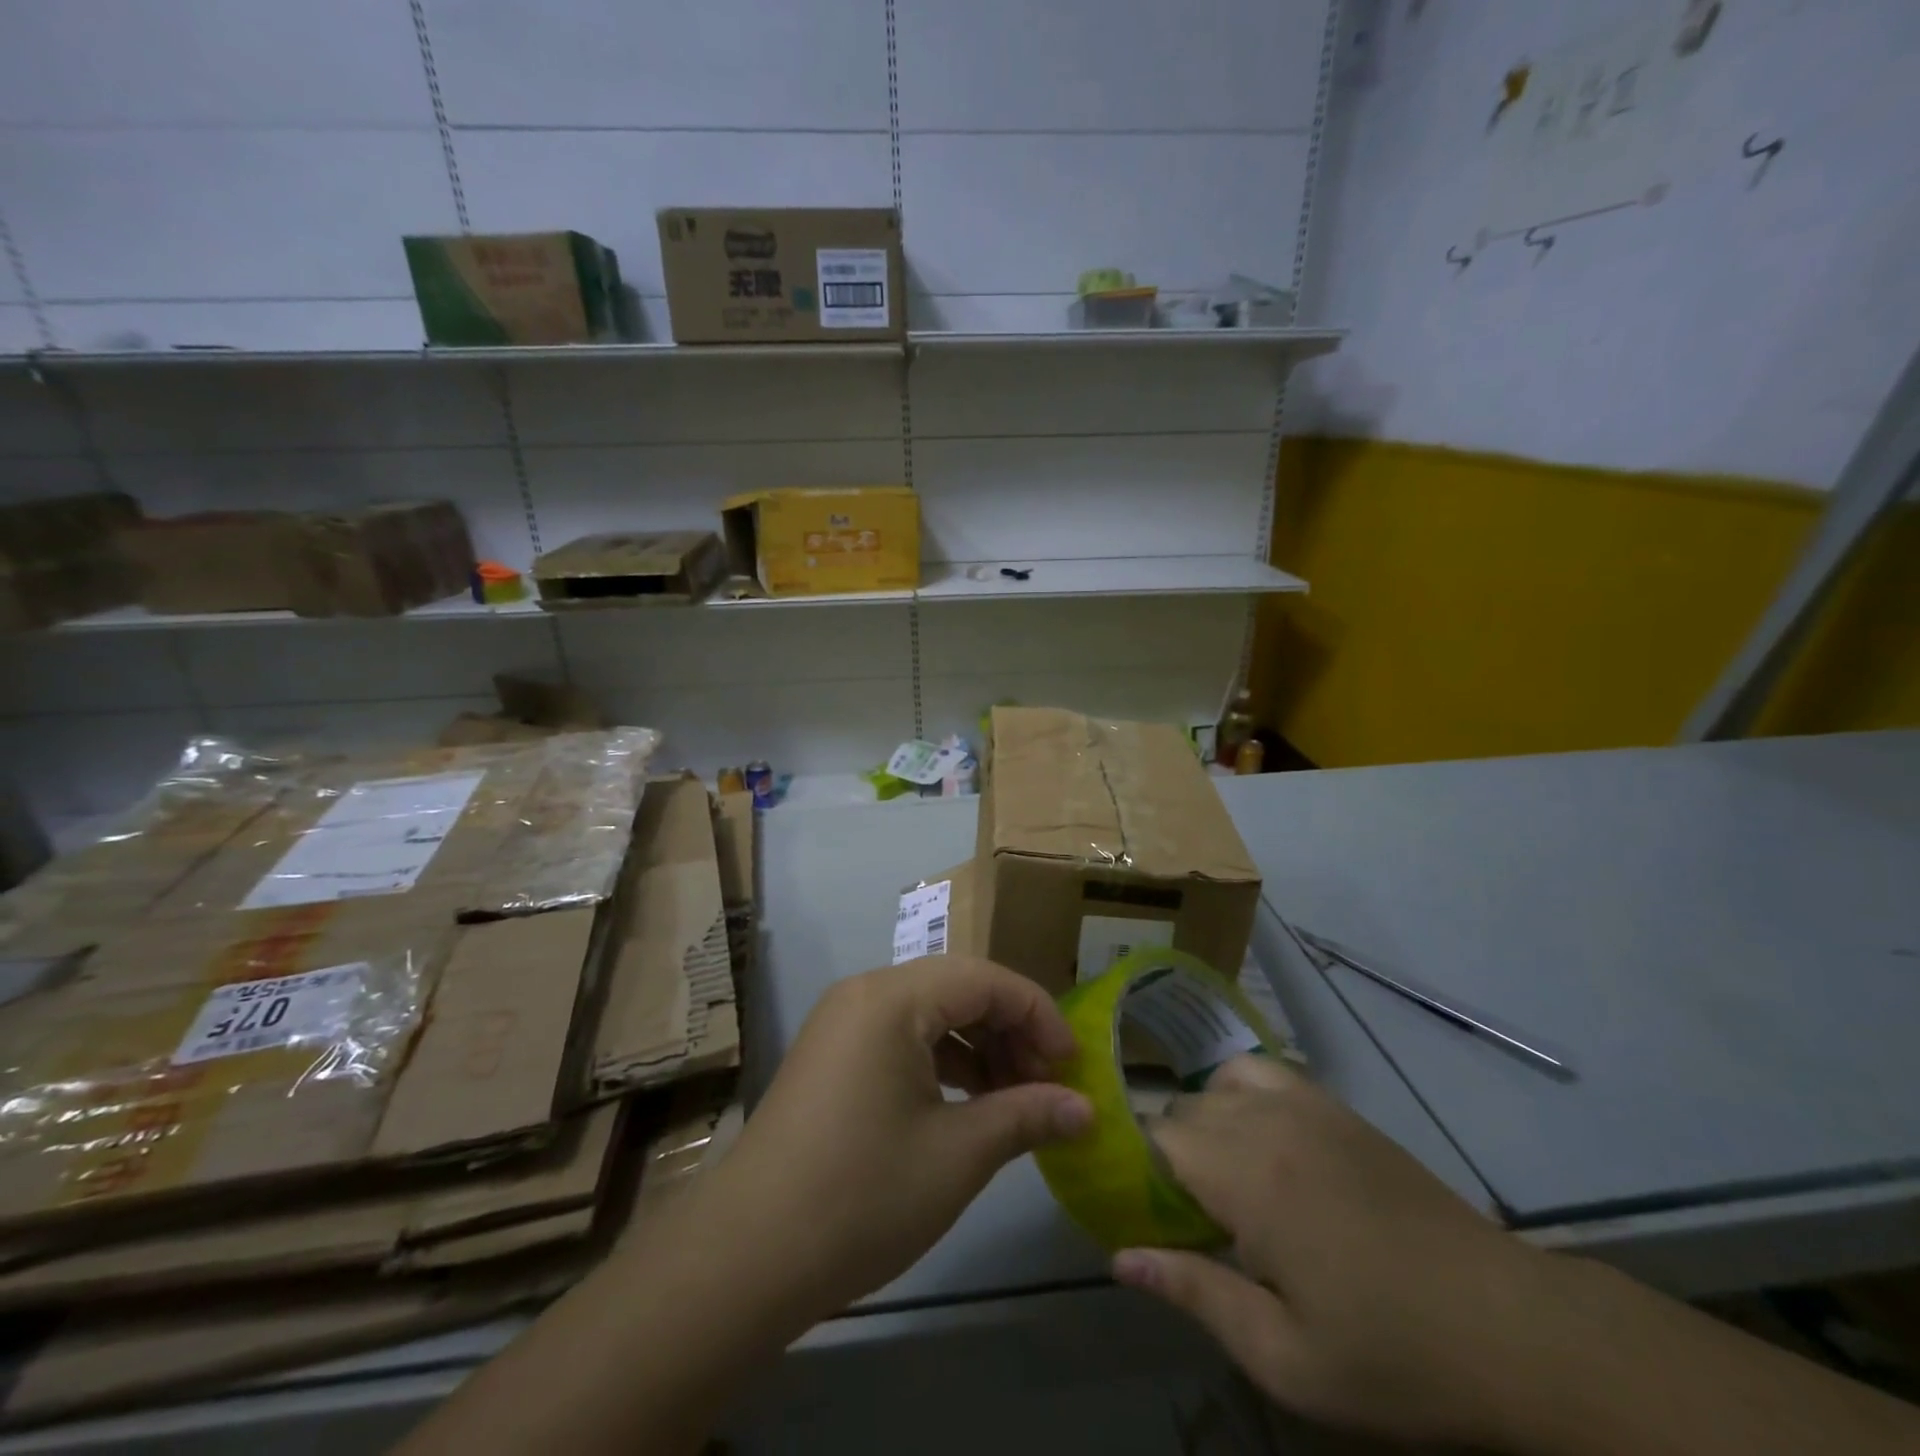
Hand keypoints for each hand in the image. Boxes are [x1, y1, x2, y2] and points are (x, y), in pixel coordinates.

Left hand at [700, 956, 1092, 1320]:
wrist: (748, 1254)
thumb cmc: (862, 1194)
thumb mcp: (958, 1155)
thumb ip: (1027, 1116)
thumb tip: (1086, 1110)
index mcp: (893, 998)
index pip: (986, 979)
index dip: (1039, 1015)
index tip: (1074, 1065)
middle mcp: (865, 992)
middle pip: (958, 988)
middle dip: (1010, 1030)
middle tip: (1048, 1083)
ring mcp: (843, 1022)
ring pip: (930, 1012)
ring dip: (978, 1046)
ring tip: (1014, 1097)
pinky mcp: (832, 1053)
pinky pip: (901, 1035)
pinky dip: (942, 1060)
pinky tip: (967, 1102)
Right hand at [1113, 1056, 1561, 1449]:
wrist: (1506, 1325)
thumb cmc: (1391, 1353)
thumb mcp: (1286, 1357)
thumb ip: (1196, 1294)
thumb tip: (1120, 1257)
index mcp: (1247, 1179)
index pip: (1157, 1138)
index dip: (1137, 1168)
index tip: (1142, 1211)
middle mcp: (1265, 1122)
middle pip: (1182, 1110)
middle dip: (1168, 1155)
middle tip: (1186, 1216)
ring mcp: (1302, 1105)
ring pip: (1214, 1087)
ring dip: (1202, 1124)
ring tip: (1221, 1180)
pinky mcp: (1333, 1105)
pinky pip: (1260, 1070)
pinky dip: (1238, 1090)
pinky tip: (1256, 1135)